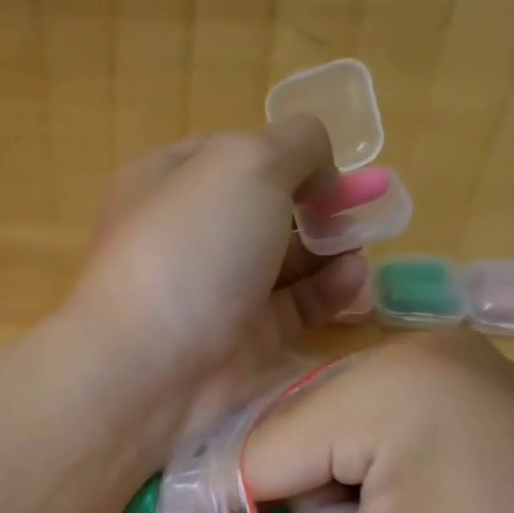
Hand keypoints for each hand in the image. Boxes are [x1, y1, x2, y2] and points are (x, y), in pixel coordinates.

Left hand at [68, 119, 376, 436]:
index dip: (283, 152)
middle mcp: (185, 235)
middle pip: (261, 209)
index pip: (230, 153)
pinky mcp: (240, 340)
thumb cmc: (189, 248)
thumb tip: (318, 168)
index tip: (328, 164)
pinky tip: (354, 280)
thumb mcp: (244, 164)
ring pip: (281, 261)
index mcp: (165, 181)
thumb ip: (295, 144)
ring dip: (328, 247)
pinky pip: (292, 308)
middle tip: (365, 204)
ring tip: (363, 243)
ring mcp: (211, 290)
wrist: (148, 368)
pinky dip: (325, 291)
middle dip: (316, 203)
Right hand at [243, 333, 513, 512]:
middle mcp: (415, 352)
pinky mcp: (478, 397)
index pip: (256, 450)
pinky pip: (379, 435)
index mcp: (388, 385)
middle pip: (293, 435)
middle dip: (294, 511)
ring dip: (333, 504)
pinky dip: (371, 489)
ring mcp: (454, 368)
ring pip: (331, 437)